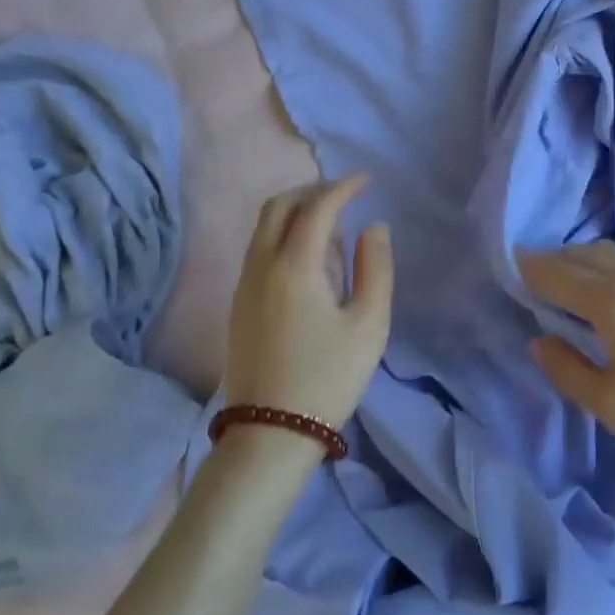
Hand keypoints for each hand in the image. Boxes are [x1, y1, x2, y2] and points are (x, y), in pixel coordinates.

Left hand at [225, 177, 393, 434]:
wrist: (271, 432)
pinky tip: (308, 258)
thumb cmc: (329, 377)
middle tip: (344, 195)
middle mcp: (261, 266)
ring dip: (295, 212)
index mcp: (294, 266)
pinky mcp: (238, 305)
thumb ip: (376, 267)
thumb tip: (374, 227)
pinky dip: (283, 235)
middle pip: (278, 207)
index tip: (367, 181)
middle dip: (312, 191)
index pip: (317, 207)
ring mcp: (244, 285)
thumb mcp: (369, 324)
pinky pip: (259, 249)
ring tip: (331, 226)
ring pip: (263, 227)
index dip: (343, 187)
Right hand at [519, 241, 614, 470]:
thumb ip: (566, 370)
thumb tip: (541, 340)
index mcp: (610, 300)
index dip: (528, 268)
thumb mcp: (611, 404)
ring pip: (606, 251)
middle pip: (579, 253)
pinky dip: (602, 264)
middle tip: (531, 278)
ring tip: (564, 281)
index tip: (508, 268)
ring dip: (578, 259)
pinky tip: (604, 289)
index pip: (556, 272)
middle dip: (550, 260)